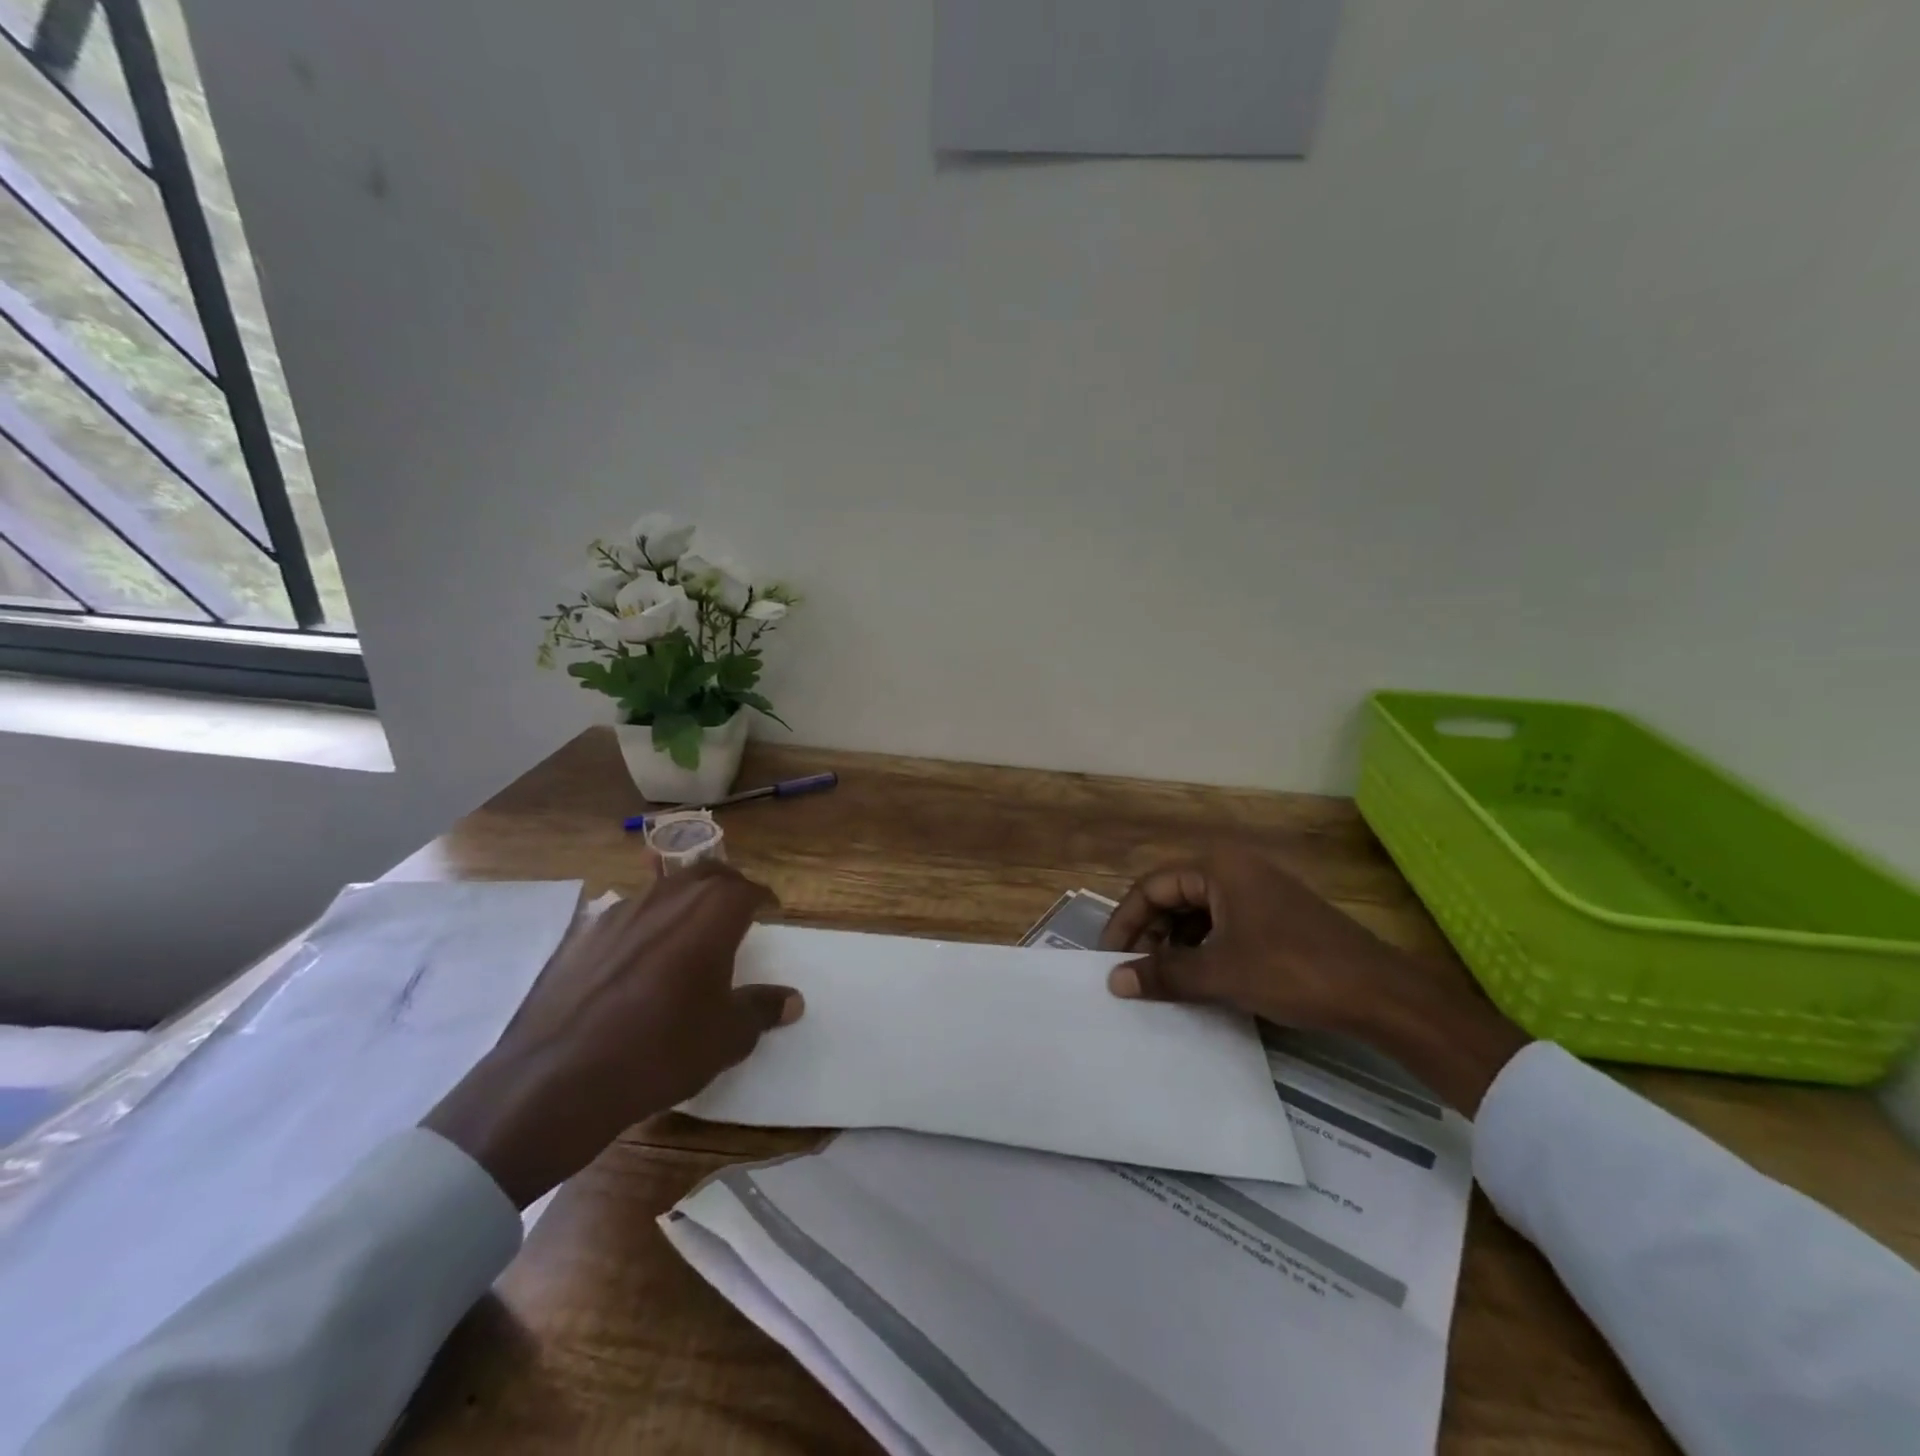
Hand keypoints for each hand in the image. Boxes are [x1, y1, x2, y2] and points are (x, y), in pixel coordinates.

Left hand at [423, 863, 800, 1206]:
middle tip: (737, 906)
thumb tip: (792, 1000)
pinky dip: (646, 923)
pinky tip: (641, 956)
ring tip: (692, 927)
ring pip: (664, 888)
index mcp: (711, 913)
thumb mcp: (726, 1037)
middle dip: (727, 884)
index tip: (771, 909)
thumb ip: (761, 1009)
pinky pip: (627, 915)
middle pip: (706, 873)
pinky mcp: (584, 936)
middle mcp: (668, 899)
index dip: (763, 897)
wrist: (558, 1078)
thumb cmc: (661, 1049)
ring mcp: (620, 913)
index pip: (747, 889)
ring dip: (685, 899)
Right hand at [1101, 849, 1529, 1113]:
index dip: (1126, 920)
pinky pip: (1224, 924)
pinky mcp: (1276, 916)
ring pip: (1199, 913)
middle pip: (1174, 896)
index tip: (1109, 956)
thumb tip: (1113, 981)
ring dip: (1176, 943)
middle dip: (1151, 933)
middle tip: (1136, 971)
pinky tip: (1201, 978)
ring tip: (1166, 979)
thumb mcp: (1220, 973)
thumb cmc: (1292, 970)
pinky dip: (1204, 948)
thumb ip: (1164, 974)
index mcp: (1219, 868)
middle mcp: (1236, 870)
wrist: (1380, 993)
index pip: (1152, 886)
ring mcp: (1259, 892)